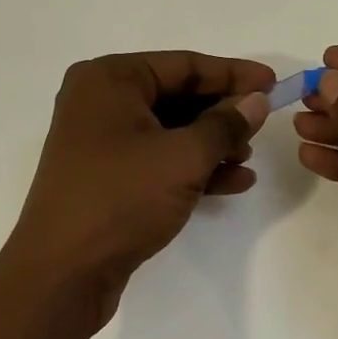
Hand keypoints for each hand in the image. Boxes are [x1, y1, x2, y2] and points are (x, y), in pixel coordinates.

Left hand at [3, 51, 273, 329]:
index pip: (183, 65)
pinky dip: (192, 168)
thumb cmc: (121, 198)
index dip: (232, 73)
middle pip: (176, 96)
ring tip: (247, 159)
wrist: (63, 273)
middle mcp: (100, 102)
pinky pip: (157, 160)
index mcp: (109, 79)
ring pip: (169, 131)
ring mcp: (100, 142)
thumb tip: (256, 100)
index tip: (274, 83)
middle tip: (262, 125)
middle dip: (221, 113)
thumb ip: (225, 124)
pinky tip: (232, 183)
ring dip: (211, 144)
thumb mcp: (183, 157)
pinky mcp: (106, 177)